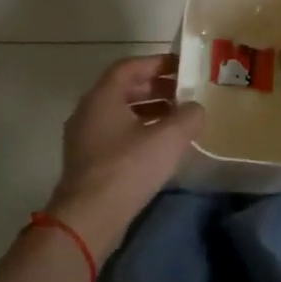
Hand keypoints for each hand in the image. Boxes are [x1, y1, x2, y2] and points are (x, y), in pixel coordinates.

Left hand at [46, 56, 204, 258]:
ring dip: (149, 111)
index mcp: (102, 97)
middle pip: (124, 89)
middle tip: (185, 92)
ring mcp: (85, 138)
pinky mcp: (88, 162)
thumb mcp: (168, 138)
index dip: (157, 63)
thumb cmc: (127, 168)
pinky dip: (139, 131)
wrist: (88, 219)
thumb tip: (195, 109)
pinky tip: (161, 147)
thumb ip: (188, 116)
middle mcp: (88, 111)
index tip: (182, 66)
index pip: (130, 66)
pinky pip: (116, 135)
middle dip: (156, 88)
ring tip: (178, 119)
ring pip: (120, 114)